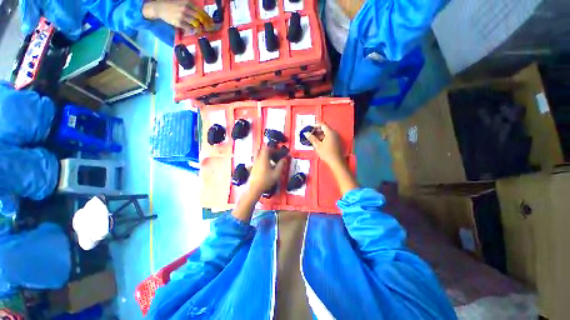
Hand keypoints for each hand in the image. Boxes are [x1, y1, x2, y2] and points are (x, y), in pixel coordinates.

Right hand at [143, 0, 212, 32]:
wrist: (159, 7)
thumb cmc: (172, 6)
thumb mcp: (182, 3)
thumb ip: (191, 8)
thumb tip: (201, 16)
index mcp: (188, 3)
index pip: (201, 11)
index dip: (208, 18)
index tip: (212, 23)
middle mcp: (186, 8)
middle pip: (200, 17)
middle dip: (207, 24)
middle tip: (210, 29)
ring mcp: (182, 15)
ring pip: (196, 23)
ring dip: (201, 28)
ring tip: (203, 32)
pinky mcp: (179, 22)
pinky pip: (189, 28)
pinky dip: (194, 31)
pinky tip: (196, 33)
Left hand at [248, 146, 287, 194]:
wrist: (254, 188)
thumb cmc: (266, 180)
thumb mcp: (276, 173)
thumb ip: (281, 165)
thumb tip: (285, 159)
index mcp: (263, 158)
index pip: (266, 148)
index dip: (272, 148)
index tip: (277, 152)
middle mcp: (257, 159)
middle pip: (260, 150)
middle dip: (267, 150)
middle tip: (273, 155)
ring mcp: (254, 163)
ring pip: (257, 155)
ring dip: (263, 156)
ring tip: (270, 161)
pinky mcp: (252, 168)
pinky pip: (256, 160)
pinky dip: (261, 161)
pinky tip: (266, 167)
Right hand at [305, 123, 357, 194]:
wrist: (336, 162)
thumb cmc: (327, 153)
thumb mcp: (318, 146)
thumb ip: (312, 138)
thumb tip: (307, 134)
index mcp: (330, 132)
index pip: (322, 124)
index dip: (315, 126)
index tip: (310, 129)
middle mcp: (334, 133)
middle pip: (325, 128)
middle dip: (317, 130)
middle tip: (311, 134)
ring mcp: (336, 137)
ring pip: (327, 133)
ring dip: (320, 134)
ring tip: (313, 139)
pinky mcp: (337, 141)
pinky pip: (330, 136)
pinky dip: (324, 137)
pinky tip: (319, 143)